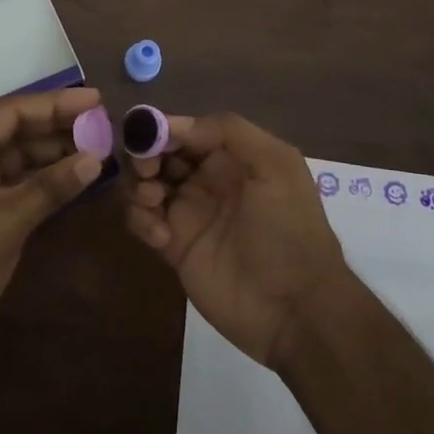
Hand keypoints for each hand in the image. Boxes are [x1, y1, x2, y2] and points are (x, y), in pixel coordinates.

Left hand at [0, 86, 104, 368]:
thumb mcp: (9, 221)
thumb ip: (52, 185)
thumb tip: (96, 158)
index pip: (10, 112)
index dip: (55, 104)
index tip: (95, 100)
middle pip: (12, 132)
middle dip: (56, 129)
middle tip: (101, 125)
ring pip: (12, 158)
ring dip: (50, 155)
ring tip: (95, 149)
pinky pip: (8, 183)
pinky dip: (38, 181)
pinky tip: (70, 179)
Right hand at [123, 113, 351, 367]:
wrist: (295, 308)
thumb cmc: (289, 229)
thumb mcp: (276, 166)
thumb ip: (230, 131)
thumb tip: (175, 125)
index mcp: (231, 156)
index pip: (187, 130)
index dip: (164, 128)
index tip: (148, 135)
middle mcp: (206, 179)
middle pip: (160, 153)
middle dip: (145, 154)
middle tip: (147, 170)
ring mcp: (188, 213)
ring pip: (144, 183)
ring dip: (138, 185)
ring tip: (153, 202)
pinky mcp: (173, 247)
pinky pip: (141, 221)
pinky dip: (140, 220)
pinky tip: (161, 238)